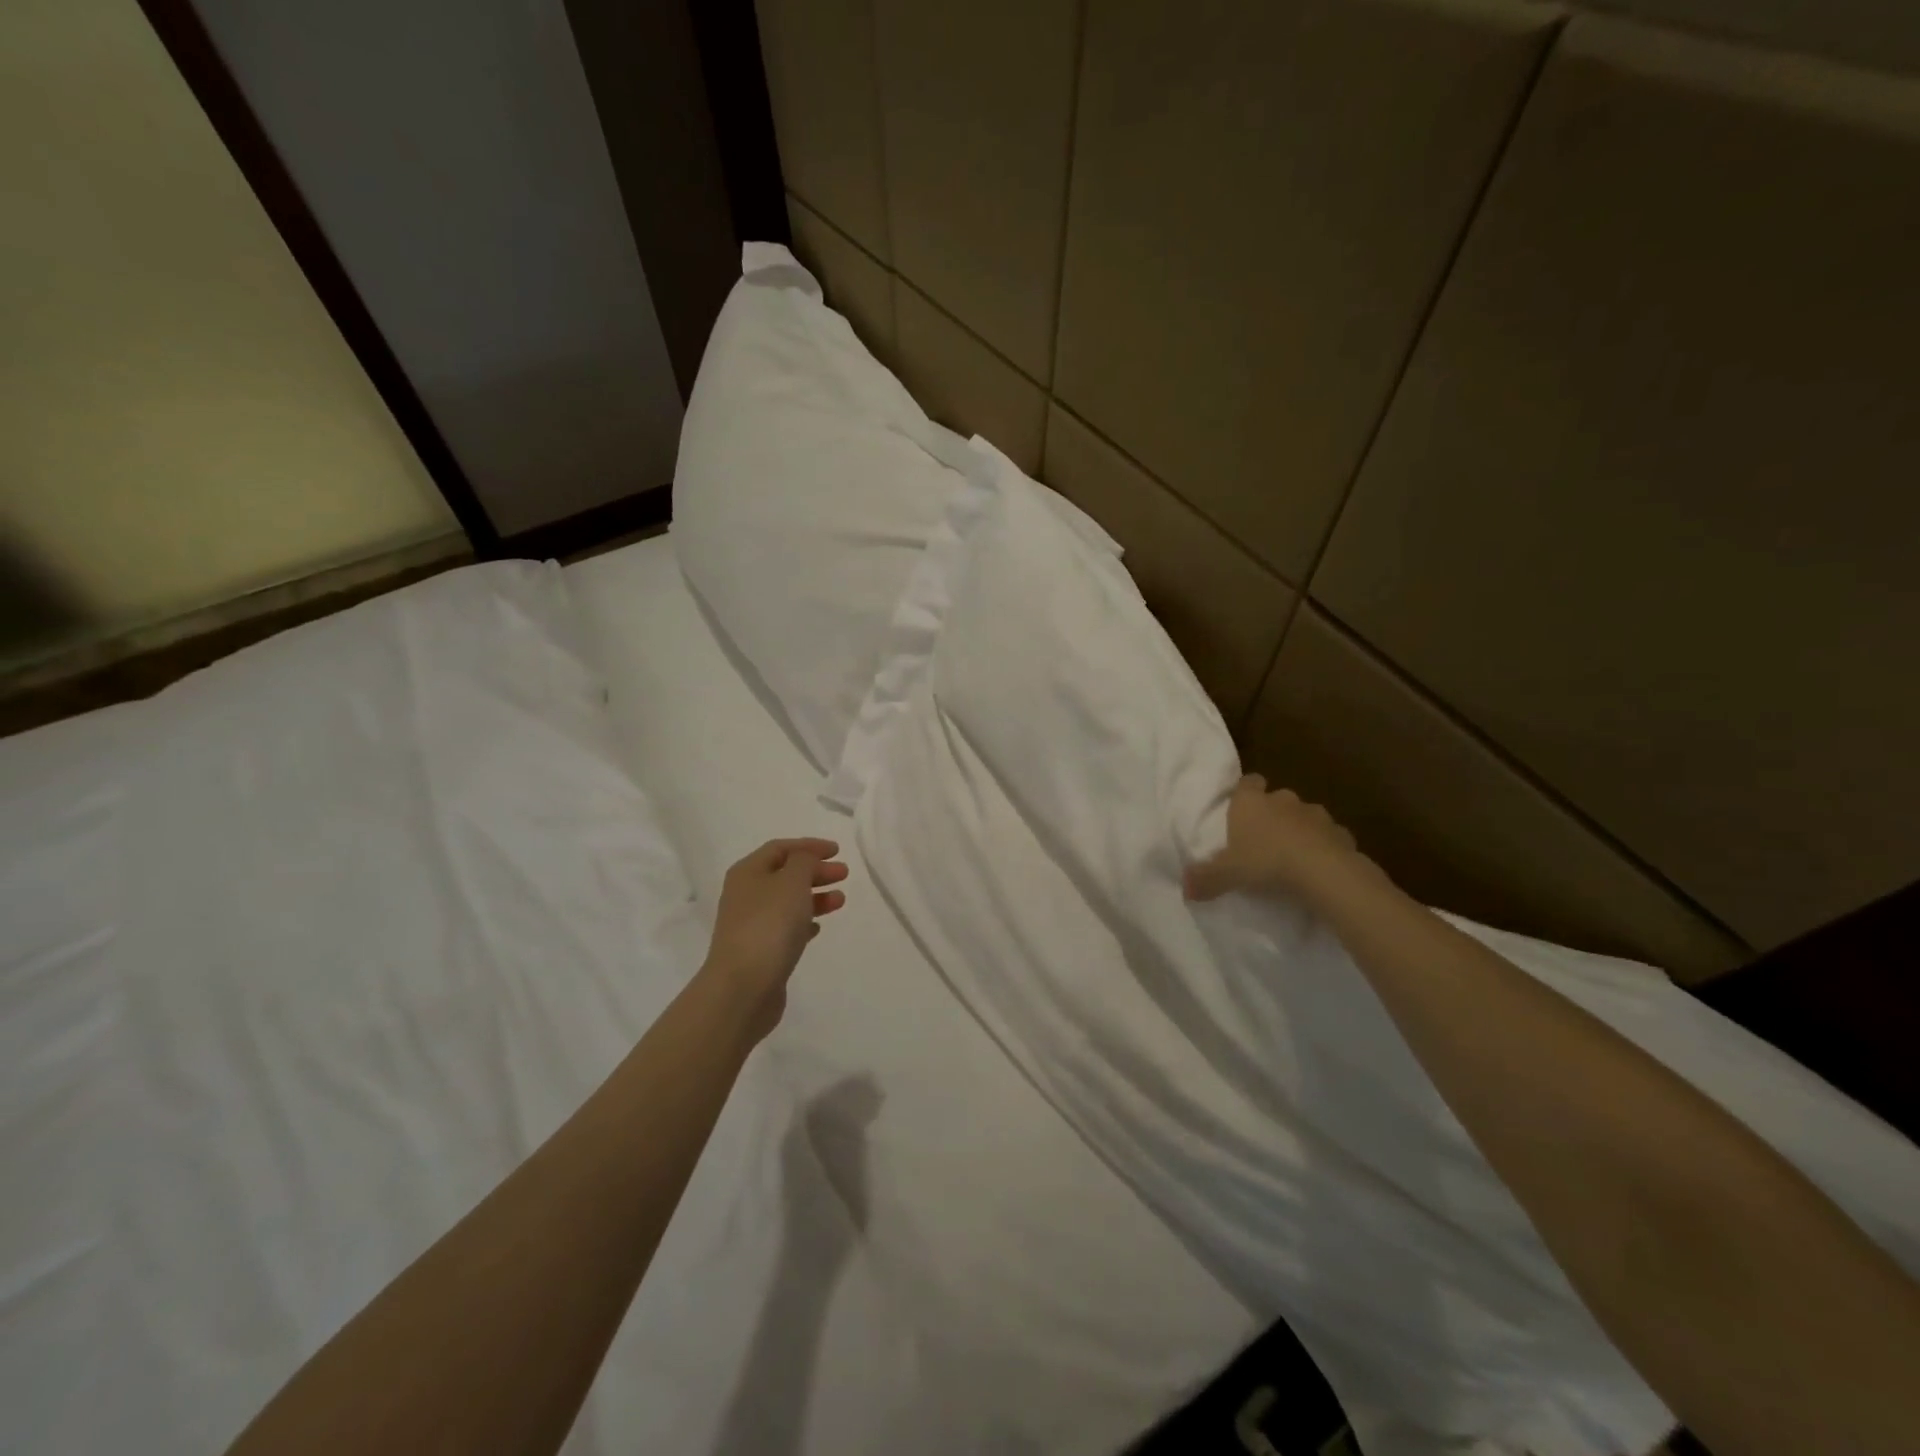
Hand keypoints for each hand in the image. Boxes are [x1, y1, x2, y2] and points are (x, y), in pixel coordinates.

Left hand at [704, 838, 848, 1042]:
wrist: (743, 987)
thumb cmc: (769, 925)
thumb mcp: (792, 881)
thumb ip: (804, 862)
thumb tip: (805, 860)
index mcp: (748, 872)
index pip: (780, 848)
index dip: (809, 846)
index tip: (838, 851)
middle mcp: (746, 894)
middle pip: (785, 874)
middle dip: (815, 871)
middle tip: (844, 874)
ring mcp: (751, 924)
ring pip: (788, 902)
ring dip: (815, 896)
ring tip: (841, 901)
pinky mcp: (760, 951)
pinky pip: (785, 928)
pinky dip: (804, 922)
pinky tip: (819, 927)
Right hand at [1183, 774, 1376, 908]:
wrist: (1324, 871)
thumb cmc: (1266, 862)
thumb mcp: (1227, 874)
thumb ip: (1205, 879)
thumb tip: (1184, 889)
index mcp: (1251, 803)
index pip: (1247, 782)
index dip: (1245, 792)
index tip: (1242, 807)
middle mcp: (1282, 800)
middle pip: (1276, 799)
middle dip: (1272, 814)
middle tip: (1264, 840)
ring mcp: (1315, 814)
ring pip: (1304, 816)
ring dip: (1299, 830)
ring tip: (1293, 856)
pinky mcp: (1340, 832)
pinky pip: (1329, 836)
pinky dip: (1324, 847)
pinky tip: (1318, 867)